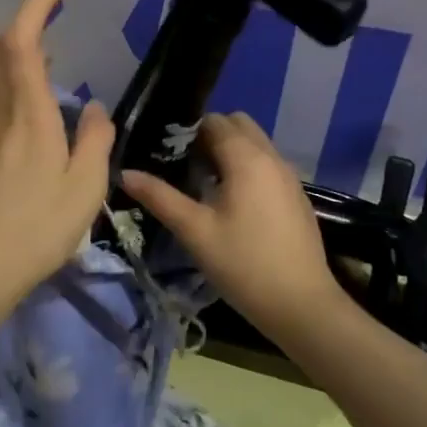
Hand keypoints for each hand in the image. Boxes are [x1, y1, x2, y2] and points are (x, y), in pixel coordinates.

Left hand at [0, 0, 113, 303]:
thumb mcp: (86, 186)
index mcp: (28, 112)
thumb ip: (96, 138)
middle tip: (55, 42)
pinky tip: (14, 100)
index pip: (21, 41)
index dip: (36, 7)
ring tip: (39, 69)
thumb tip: (96, 107)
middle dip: (21, 28)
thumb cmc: (38, 227)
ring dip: (3, 51)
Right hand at [121, 112, 346, 341]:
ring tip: (206, 184)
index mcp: (246, 157)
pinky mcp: (296, 195)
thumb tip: (125, 173)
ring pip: (256, 143)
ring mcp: (289, 175)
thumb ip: (160, 197)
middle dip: (212, 135)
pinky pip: (268, 163)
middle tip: (187, 166)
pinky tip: (234, 203)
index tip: (168, 154)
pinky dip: (249, 167)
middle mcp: (271, 156)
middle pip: (239, 124)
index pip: (214, 121)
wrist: (302, 305)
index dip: (188, 132)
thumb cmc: (244, 264)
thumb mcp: (195, 231)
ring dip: (231, 151)